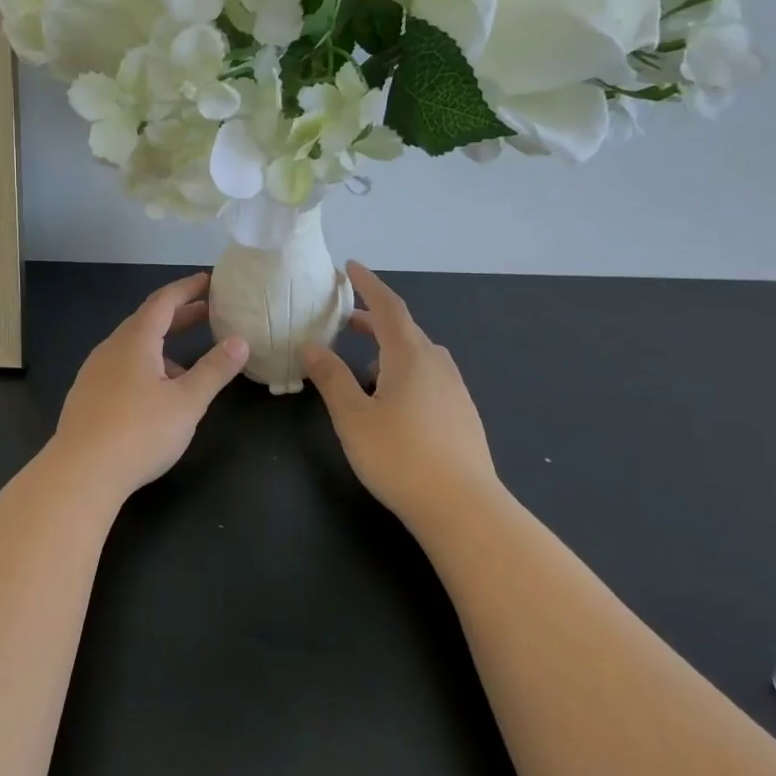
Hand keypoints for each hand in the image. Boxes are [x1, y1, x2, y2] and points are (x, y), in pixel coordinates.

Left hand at [46, 272, 248, 501]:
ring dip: (163, 344)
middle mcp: (111, 348)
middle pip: (148, 321)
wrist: (80, 472)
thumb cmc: (139, 432)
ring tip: (190, 363)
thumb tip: (240, 341)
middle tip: (209, 312)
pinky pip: (122, 366)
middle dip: (180, 314)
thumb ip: (215, 370)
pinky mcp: (87, 395)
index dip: (188, 288)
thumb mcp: (187, 402)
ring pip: (134, 346)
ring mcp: (95, 371)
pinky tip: (156, 394)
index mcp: (135, 340)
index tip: (210, 280)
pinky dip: (146, 365)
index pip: (164, 301)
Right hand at [303, 262, 498, 525]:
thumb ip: (331, 378)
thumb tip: (311, 346)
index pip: (388, 306)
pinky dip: (404, 374)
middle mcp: (437, 363)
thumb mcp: (353, 416)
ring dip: (388, 351)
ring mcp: (455, 389)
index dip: (368, 284)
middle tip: (344, 321)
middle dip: (372, 321)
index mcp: (410, 355)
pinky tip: (391, 404)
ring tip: (361, 372)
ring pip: (417, 356)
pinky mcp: (462, 414)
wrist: (463, 508)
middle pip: (403, 329)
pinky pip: (428, 378)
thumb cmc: (400, 456)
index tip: (350, 267)